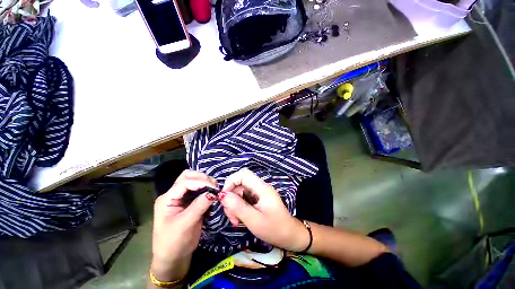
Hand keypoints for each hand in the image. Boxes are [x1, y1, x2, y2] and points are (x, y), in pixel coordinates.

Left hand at [151, 170, 217, 281]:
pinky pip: (198, 189)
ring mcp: (181, 197)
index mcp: (167, 199)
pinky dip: (206, 188)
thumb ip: (199, 206)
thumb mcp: (185, 225)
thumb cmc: (174, 243)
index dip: (200, 182)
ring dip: (205, 181)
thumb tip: (213, 193)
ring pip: (193, 180)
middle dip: (202, 178)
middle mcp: (173, 194)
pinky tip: (212, 192)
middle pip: (187, 176)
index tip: (214, 187)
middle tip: (214, 186)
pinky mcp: (189, 201)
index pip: (184, 182)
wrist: (173, 258)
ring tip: (214, 188)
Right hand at [219, 169, 308, 251]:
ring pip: (240, 191)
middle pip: (240, 183)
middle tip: (231, 215)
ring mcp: (259, 193)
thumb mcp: (254, 220)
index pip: (244, 174)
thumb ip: (238, 207)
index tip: (224, 197)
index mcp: (262, 189)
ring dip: (234, 204)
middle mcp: (260, 187)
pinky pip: (244, 198)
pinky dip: (238, 207)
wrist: (289, 236)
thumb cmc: (274, 229)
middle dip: (231, 197)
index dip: (231, 181)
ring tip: (235, 220)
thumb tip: (223, 195)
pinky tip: (239, 219)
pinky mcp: (258, 199)